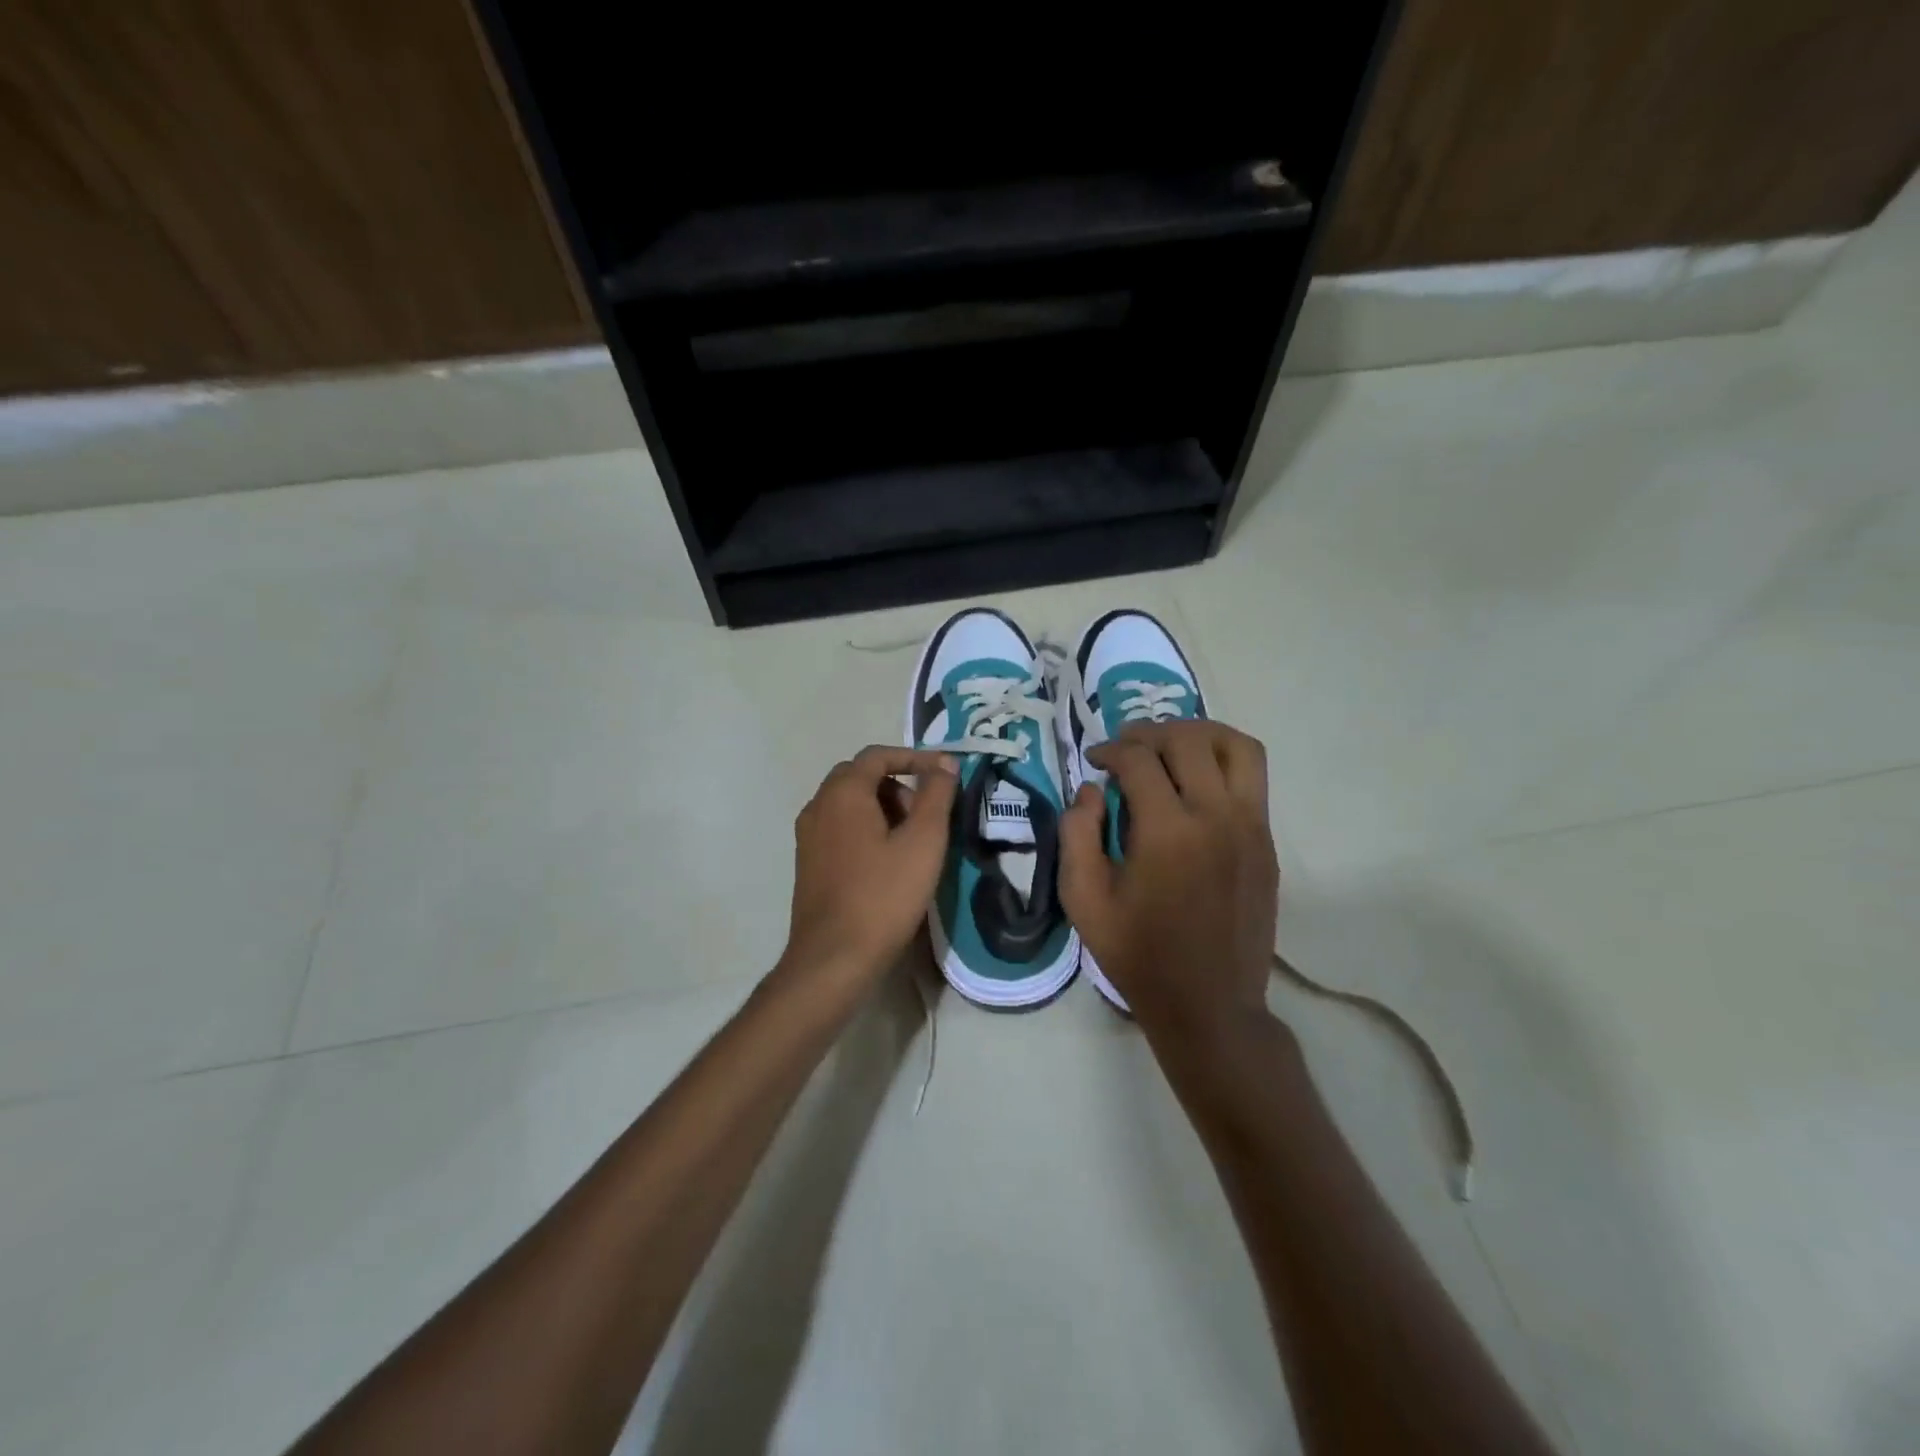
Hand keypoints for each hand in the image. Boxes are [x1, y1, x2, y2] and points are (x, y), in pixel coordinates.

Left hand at [778, 746, 958, 999]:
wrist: (833, 959)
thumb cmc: (883, 895)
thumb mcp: (923, 842)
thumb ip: (936, 795)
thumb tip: (944, 764)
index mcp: (842, 794)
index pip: (877, 755)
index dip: (915, 757)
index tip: (946, 773)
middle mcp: (817, 806)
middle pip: (861, 777)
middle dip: (899, 784)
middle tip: (928, 813)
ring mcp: (808, 837)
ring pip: (850, 804)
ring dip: (883, 808)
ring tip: (914, 841)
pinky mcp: (809, 864)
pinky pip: (840, 829)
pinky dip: (867, 829)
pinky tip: (889, 862)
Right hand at [1059, 721, 1277, 1043]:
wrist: (1210, 1005)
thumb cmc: (1139, 955)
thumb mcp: (1084, 901)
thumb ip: (1076, 834)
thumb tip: (1090, 790)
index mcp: (1167, 832)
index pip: (1139, 760)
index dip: (1110, 750)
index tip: (1095, 761)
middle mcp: (1216, 817)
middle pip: (1188, 740)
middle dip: (1150, 733)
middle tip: (1126, 748)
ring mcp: (1251, 827)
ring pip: (1236, 747)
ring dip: (1199, 734)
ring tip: (1170, 747)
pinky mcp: (1267, 842)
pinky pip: (1252, 777)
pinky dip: (1222, 761)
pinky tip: (1196, 781)